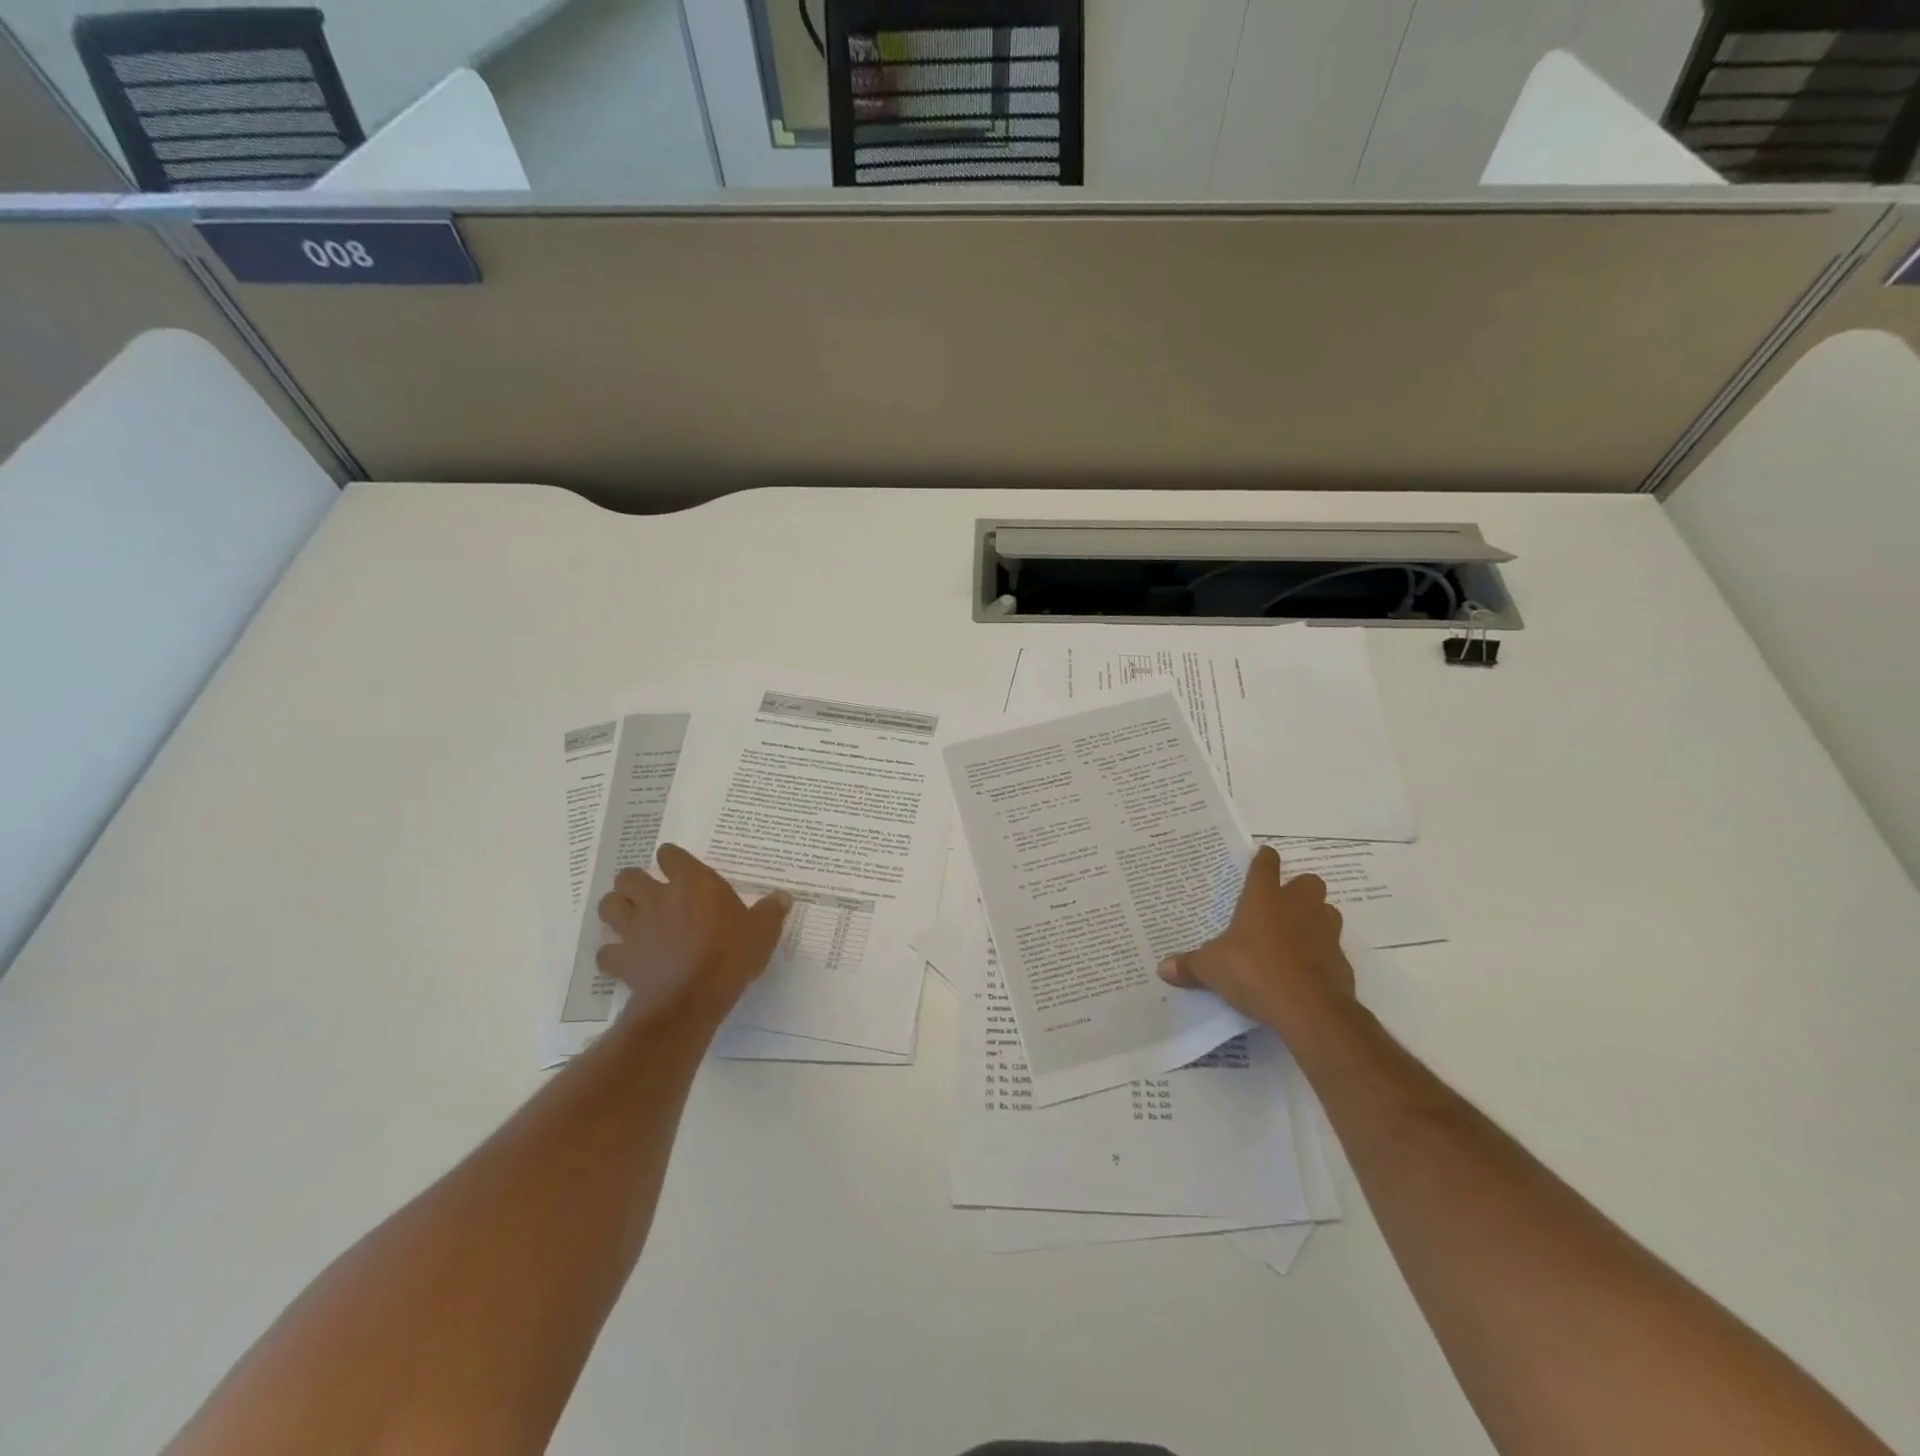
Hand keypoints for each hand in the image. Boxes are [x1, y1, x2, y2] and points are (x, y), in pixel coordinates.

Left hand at [596, 844, 791, 1025]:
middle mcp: (657, 898)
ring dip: (617, 908)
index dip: (672, 859)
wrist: (691, 998)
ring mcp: (634, 928)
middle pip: (629, 876)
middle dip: (635, 881)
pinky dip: (612, 953)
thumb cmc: (730, 955)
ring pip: (609, 905)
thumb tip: (784, 896)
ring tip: (631, 917)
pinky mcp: (621, 959)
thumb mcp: (762, 931)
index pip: (670, 855)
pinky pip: (606, 952)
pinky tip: (625, 958)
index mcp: (692, 883)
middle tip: (650, 892)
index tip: (679, 868)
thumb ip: (771, 911)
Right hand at [1158, 844, 1355, 1037]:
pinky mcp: (1341, 961)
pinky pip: (1332, 949)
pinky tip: (1304, 971)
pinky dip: (1320, 955)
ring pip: (1326, 912)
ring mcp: (1325, 933)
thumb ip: (1189, 965)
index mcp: (1264, 898)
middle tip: (1280, 904)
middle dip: (1297, 889)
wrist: (1310, 1010)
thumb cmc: (1254, 972)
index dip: (1264, 859)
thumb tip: (1162, 968)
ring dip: (1314, 918)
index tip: (1263, 856)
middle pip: (1307, 882)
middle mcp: (1298, 907)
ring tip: (1294, 936)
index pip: (1266, 865)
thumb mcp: (1211, 969)